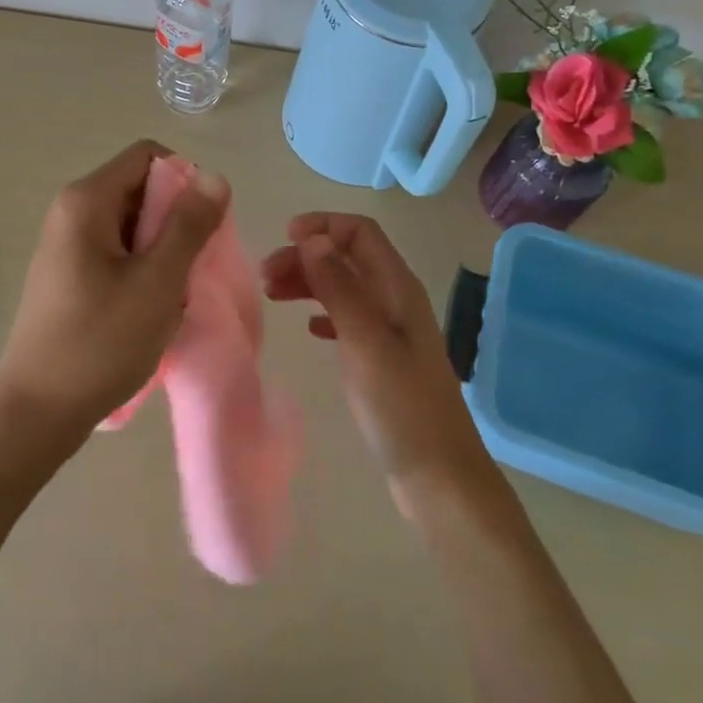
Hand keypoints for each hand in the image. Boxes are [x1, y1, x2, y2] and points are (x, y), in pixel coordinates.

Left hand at [0, 140, 228, 445]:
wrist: (38, 411)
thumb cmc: (101, 341)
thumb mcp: (157, 281)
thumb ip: (189, 225)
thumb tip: (214, 177)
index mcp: (87, 200)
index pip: (148, 156)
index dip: (184, 180)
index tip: (201, 226)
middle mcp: (71, 210)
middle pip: (140, 188)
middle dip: (175, 220)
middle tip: (189, 267)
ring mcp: (66, 242)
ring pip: (132, 223)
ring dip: (161, 250)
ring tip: (168, 294)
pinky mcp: (68, 271)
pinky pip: (116, 250)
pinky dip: (141, 268)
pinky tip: (148, 307)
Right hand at [262, 214, 498, 513]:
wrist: (438, 476)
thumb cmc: (400, 405)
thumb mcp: (365, 341)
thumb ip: (338, 286)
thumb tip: (312, 238)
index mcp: (397, 287)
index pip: (359, 232)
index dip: (322, 225)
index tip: (282, 238)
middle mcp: (395, 300)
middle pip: (347, 257)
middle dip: (306, 256)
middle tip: (265, 277)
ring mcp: (391, 331)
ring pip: (344, 286)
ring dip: (309, 282)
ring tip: (273, 296)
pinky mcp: (383, 360)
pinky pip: (347, 319)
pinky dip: (322, 313)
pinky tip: (307, 329)